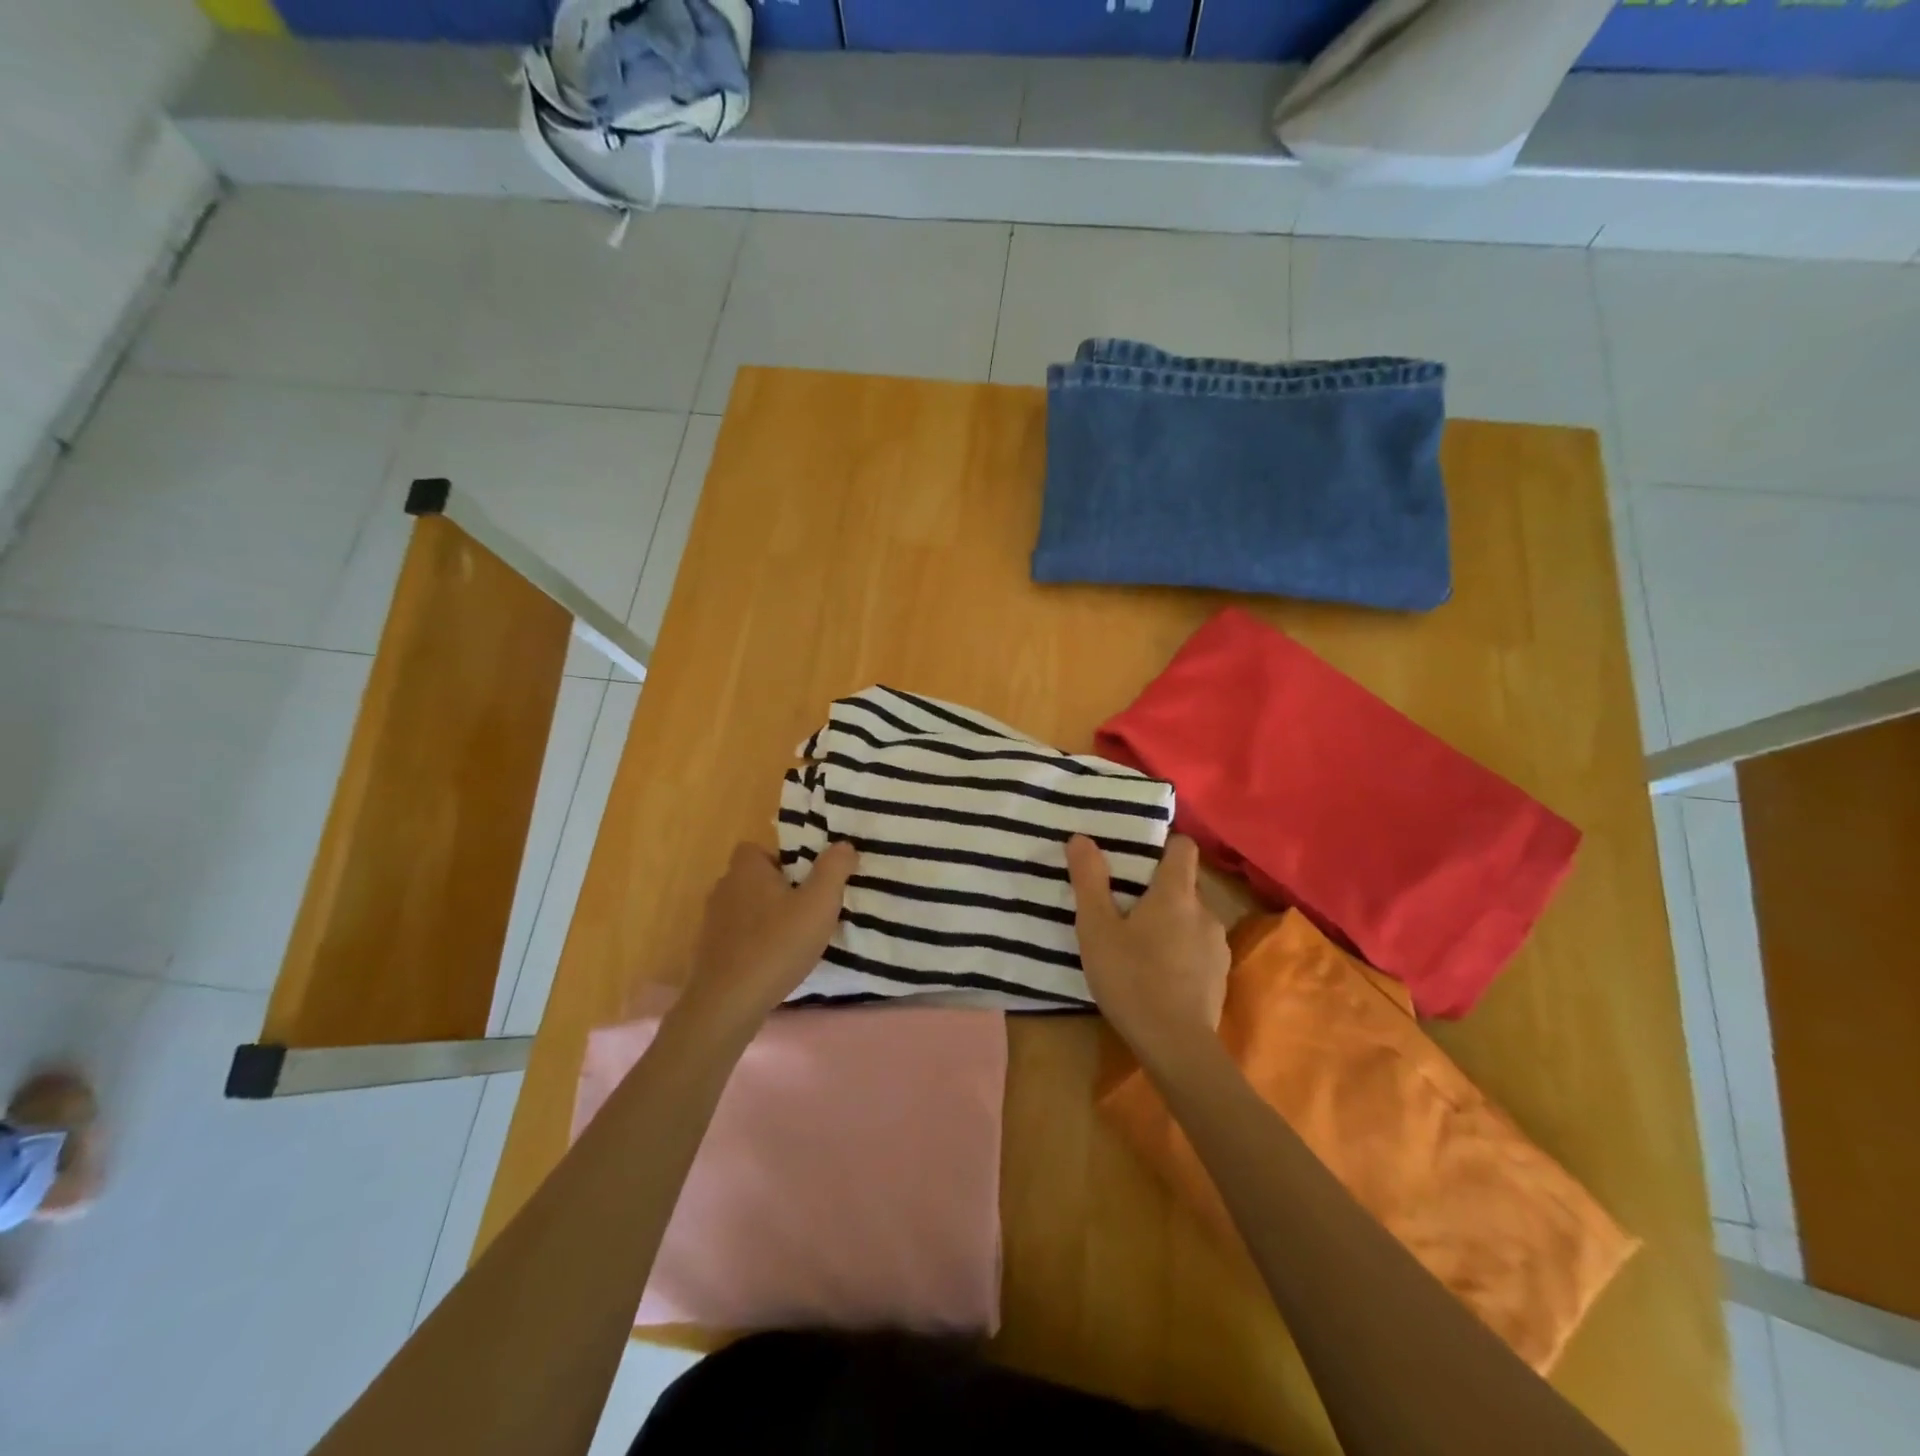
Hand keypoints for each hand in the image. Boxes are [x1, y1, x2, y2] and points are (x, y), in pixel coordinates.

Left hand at [674, 841, 856, 1040]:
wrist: (728, 1004)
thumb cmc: (777, 945)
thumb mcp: (819, 903)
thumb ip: (834, 869)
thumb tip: (844, 845)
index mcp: (746, 870)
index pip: (758, 849)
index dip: (783, 859)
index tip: (806, 879)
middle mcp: (724, 889)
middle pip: (754, 879)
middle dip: (779, 889)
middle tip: (808, 908)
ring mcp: (712, 923)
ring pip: (747, 908)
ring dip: (768, 918)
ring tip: (795, 938)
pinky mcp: (710, 953)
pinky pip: (739, 936)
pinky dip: (755, 943)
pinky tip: (775, 962)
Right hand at [1067, 834, 1229, 1065]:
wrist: (1176, 1046)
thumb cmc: (1131, 979)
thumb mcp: (1096, 928)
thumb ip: (1089, 880)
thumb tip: (1081, 838)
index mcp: (1176, 893)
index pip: (1182, 846)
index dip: (1162, 844)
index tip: (1136, 856)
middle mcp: (1205, 910)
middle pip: (1183, 883)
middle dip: (1157, 889)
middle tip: (1123, 905)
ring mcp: (1217, 944)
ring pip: (1190, 917)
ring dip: (1169, 922)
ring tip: (1138, 943)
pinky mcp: (1220, 974)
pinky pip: (1198, 946)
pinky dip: (1180, 949)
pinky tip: (1157, 973)